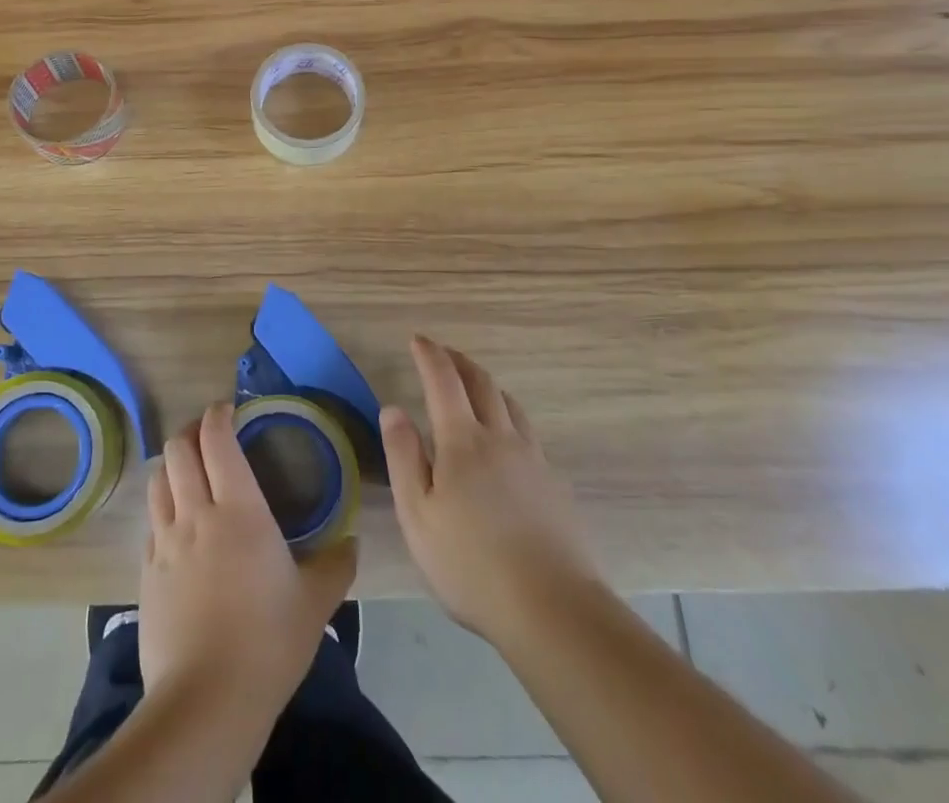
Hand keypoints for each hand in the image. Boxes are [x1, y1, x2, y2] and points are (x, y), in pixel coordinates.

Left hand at [139, 401, 356, 718]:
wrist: (206, 702)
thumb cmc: (268, 642)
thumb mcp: (315, 603)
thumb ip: (337, 565)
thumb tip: (352, 542)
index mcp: (238, 509)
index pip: (216, 439)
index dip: (217, 415)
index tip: (228, 409)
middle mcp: (196, 513)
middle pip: (178, 450)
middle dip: (191, 432)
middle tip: (209, 436)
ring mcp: (164, 543)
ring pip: (158, 480)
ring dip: (172, 466)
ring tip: (189, 472)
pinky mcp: (145, 573)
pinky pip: (150, 522)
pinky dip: (162, 508)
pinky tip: (176, 525)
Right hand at [382, 336, 600, 645]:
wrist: (553, 609)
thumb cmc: (471, 564)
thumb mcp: (418, 515)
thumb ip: (403, 456)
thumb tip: (393, 408)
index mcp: (462, 441)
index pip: (443, 381)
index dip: (429, 355)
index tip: (418, 339)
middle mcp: (501, 438)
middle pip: (482, 384)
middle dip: (460, 362)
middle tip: (443, 353)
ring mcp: (533, 460)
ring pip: (510, 405)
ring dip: (488, 386)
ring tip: (474, 388)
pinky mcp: (554, 485)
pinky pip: (528, 433)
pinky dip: (509, 417)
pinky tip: (506, 441)